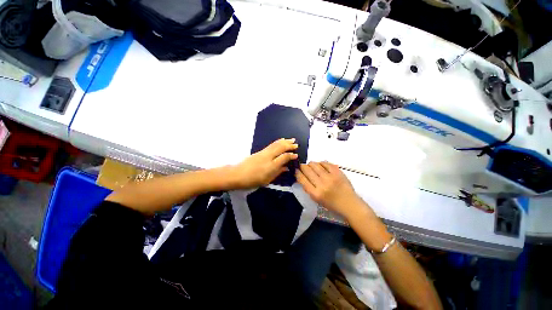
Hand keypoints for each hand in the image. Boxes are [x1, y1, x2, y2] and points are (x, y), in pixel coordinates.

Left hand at [230, 138, 297, 188]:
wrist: (237, 174)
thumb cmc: (252, 181)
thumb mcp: (267, 180)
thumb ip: (278, 173)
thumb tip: (286, 168)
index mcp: (272, 166)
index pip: (284, 157)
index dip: (291, 155)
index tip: (296, 155)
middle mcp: (269, 157)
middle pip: (281, 148)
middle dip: (289, 145)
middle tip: (296, 144)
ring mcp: (264, 152)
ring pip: (276, 144)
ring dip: (284, 141)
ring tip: (291, 139)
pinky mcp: (260, 151)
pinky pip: (271, 145)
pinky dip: (278, 142)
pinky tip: (280, 141)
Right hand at [296, 161, 361, 216]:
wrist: (350, 204)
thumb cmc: (332, 204)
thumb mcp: (316, 200)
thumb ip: (308, 188)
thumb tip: (301, 176)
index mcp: (315, 194)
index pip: (302, 179)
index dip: (297, 172)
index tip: (295, 170)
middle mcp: (322, 184)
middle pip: (307, 170)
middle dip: (302, 166)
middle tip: (302, 167)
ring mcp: (330, 177)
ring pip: (315, 164)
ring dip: (311, 164)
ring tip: (311, 166)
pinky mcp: (337, 172)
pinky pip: (325, 163)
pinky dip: (321, 163)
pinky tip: (321, 166)